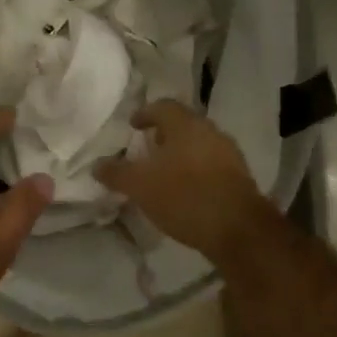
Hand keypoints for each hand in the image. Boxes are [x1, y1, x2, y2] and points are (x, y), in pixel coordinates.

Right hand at [96, 100, 279, 264]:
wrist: (238, 229)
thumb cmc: (184, 196)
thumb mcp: (140, 186)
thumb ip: (116, 173)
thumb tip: (97, 164)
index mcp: (185, 125)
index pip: (163, 107)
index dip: (145, 113)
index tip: (133, 125)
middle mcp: (210, 131)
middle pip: (183, 124)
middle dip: (164, 134)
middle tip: (147, 147)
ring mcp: (229, 154)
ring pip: (199, 144)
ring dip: (181, 153)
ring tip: (164, 171)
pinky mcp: (239, 177)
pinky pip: (211, 164)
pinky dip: (195, 170)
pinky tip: (185, 190)